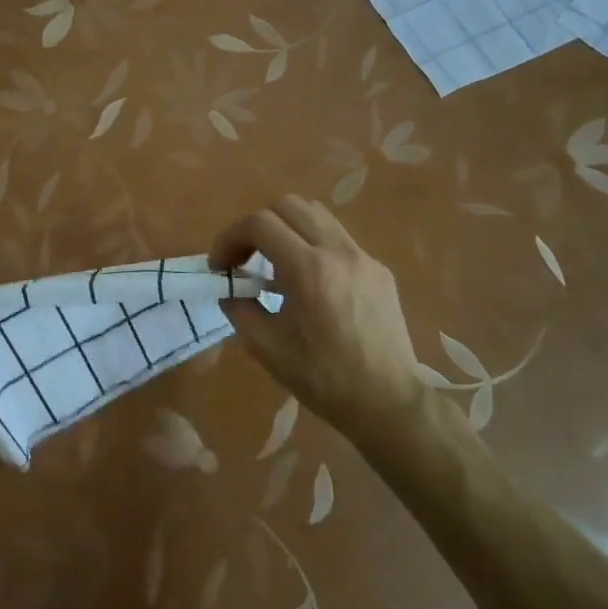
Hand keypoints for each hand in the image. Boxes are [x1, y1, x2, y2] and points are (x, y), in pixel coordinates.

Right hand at [209, 196, 427, 434]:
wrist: (387, 402)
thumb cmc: (323, 379)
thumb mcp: (266, 347)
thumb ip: (239, 308)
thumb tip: (229, 289)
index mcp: (309, 269)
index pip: (260, 224)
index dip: (230, 238)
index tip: (220, 266)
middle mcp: (339, 251)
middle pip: (288, 205)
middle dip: (256, 226)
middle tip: (244, 259)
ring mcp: (364, 257)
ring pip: (316, 216)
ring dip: (286, 230)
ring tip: (274, 264)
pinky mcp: (379, 270)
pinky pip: (337, 240)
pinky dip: (312, 246)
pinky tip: (308, 284)